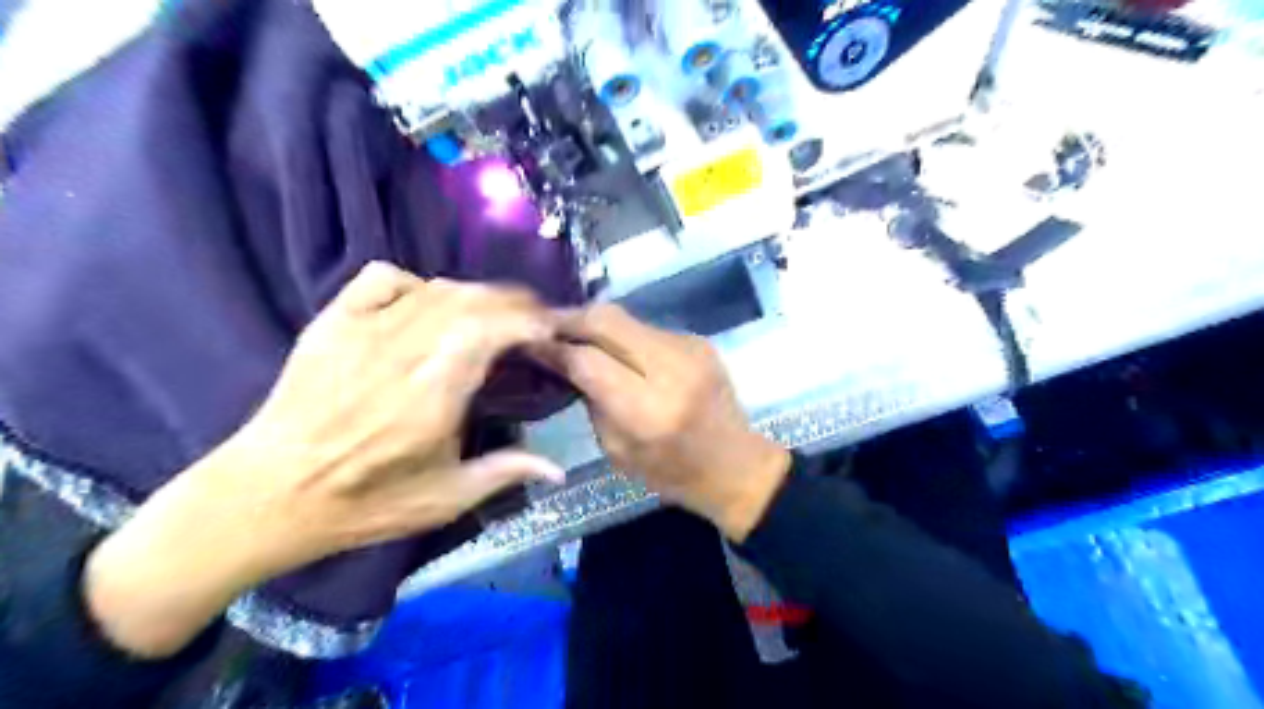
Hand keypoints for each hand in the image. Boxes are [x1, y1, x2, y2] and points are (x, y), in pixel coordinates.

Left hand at [86, 264, 559, 659]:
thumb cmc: (364, 502)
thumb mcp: (444, 499)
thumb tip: (559, 469)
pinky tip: (427, 305)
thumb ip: (505, 473)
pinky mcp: (333, 321)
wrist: (266, 495)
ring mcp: (364, 328)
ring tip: (493, 313)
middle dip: (513, 303)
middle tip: (532, 320)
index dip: (531, 321)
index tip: (550, 332)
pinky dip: (417, 282)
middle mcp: (403, 348)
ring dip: (476, 294)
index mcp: (434, 391)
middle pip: (472, 299)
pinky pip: (384, 277)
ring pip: (437, 287)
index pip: (494, 329)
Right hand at [533, 305, 786, 542]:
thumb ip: (590, 400)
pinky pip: (645, 327)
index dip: (553, 348)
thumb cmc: (672, 472)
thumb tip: (562, 360)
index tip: (526, 342)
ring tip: (570, 333)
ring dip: (593, 323)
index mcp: (648, 409)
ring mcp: (689, 348)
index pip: (588, 360)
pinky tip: (609, 346)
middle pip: (606, 320)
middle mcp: (670, 369)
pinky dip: (620, 333)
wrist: (736, 464)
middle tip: (542, 326)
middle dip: (568, 318)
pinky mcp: (697, 340)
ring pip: (625, 317)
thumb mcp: (617, 450)